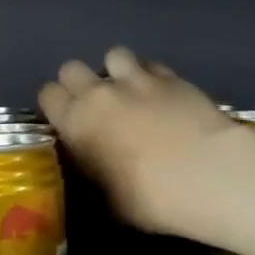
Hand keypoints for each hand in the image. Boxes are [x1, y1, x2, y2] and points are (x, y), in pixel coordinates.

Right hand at [39, 48, 243, 234]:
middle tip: (95, 105)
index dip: (55, 105)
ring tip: (130, 91)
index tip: (66, 119)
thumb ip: (95, 171)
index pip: (47, 95)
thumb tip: (95, 164)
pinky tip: (161, 94)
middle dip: (79, 82)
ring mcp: (136, 79)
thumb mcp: (110, 199)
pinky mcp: (170, 75)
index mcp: (77, 123)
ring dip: (116, 71)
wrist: (207, 175)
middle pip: (71, 68)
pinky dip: (150, 75)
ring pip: (113, 55)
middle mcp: (100, 93)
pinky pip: (150, 64)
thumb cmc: (152, 199)